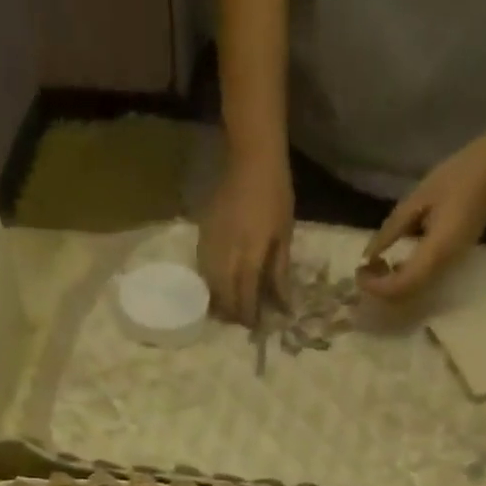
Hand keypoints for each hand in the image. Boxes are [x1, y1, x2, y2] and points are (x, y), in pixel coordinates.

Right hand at [198, 149, 293, 325]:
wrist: (250, 159)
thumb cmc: (275, 195)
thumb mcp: (284, 235)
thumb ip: (279, 273)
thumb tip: (283, 306)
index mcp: (250, 255)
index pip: (245, 297)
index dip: (249, 316)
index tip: (255, 326)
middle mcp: (226, 256)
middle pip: (224, 298)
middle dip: (233, 314)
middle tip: (242, 320)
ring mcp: (210, 247)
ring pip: (210, 288)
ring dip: (219, 303)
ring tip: (230, 309)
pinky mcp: (201, 238)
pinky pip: (203, 271)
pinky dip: (211, 285)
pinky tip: (219, 286)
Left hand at [358, 140, 485, 300]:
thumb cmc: (458, 176)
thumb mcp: (418, 199)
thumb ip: (391, 230)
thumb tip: (368, 256)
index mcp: (436, 252)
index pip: (399, 286)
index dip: (376, 285)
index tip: (360, 270)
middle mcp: (443, 267)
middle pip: (404, 296)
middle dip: (380, 289)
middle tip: (365, 270)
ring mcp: (449, 268)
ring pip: (412, 294)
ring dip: (390, 286)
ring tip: (376, 265)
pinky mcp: (450, 264)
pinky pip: (421, 283)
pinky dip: (401, 279)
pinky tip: (393, 262)